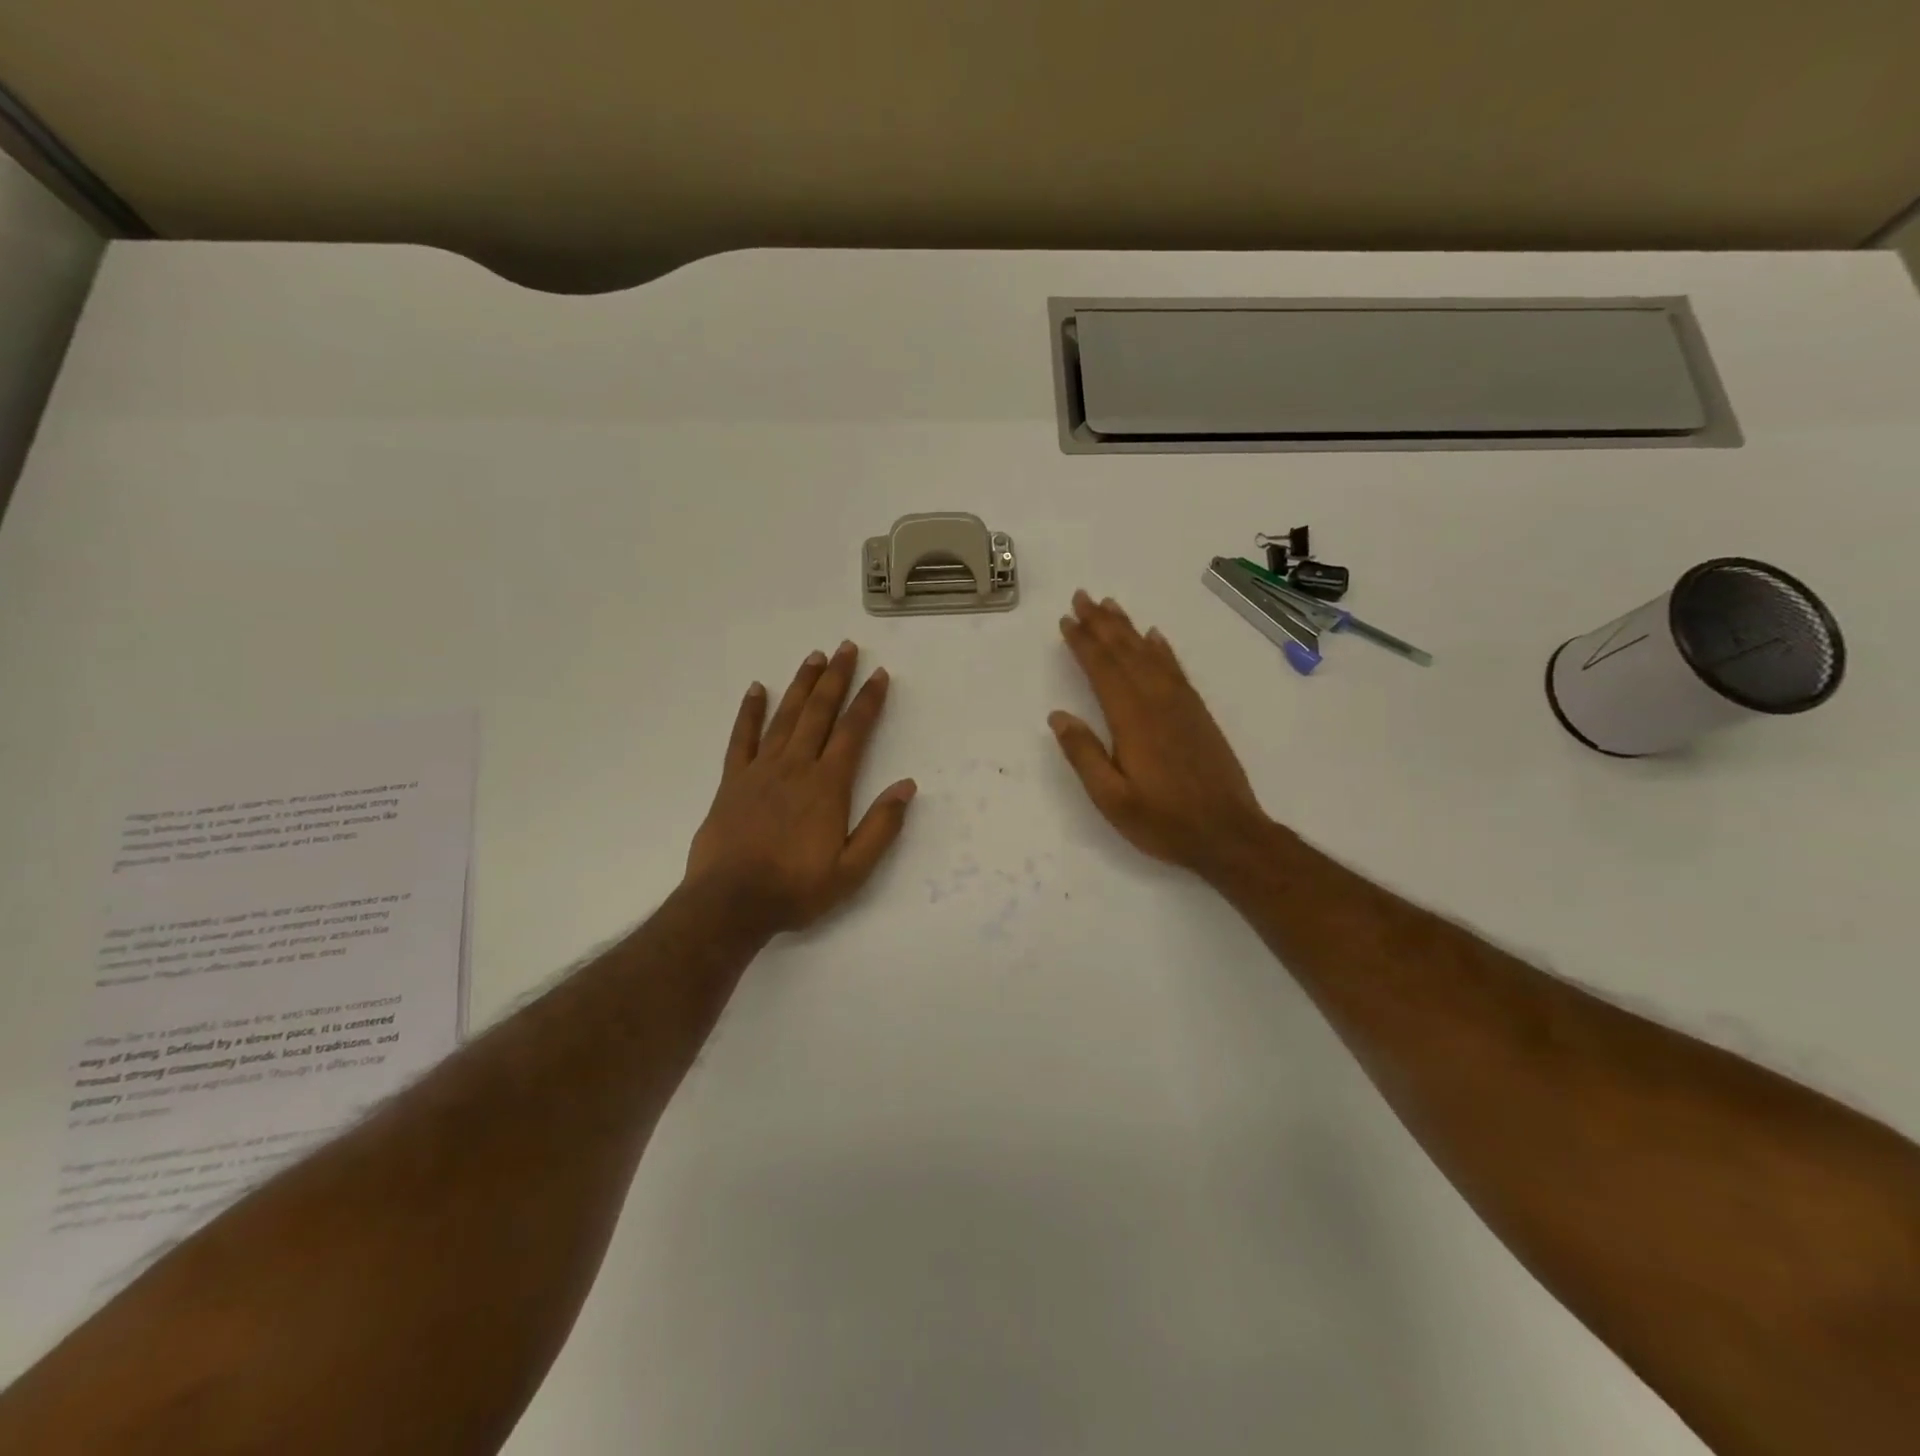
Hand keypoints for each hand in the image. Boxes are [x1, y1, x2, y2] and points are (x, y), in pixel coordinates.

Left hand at [686, 642, 916, 932]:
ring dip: (802, 685)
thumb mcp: (852, 870)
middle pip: (820, 713)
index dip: (868, 701)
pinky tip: (758, 688)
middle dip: (836, 678)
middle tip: (846, 647)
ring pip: (786, 716)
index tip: (879, 675)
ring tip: (814, 657)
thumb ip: (881, 826)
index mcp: (828, 786)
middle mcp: (796, 767)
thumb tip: (907, 785)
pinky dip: (750, 711)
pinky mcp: (733, 781)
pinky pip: (742, 737)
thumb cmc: (796, 889)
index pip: (854, 732)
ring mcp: (761, 770)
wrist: (730, 903)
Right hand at [1051, 590, 1272, 882]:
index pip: (1103, 670)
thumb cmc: (1164, 822)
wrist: (1229, 834)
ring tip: (1111, 605)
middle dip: (1102, 623)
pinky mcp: (1198, 714)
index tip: (1067, 619)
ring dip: (1128, 628)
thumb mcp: (1112, 799)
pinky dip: (1162, 649)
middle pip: (1126, 652)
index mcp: (1132, 721)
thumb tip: (1058, 716)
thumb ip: (1084, 755)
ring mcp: (1182, 706)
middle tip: (1083, 596)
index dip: (1083, 643)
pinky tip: (1155, 637)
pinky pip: (1176, 670)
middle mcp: (1157, 703)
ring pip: (1150, 655)